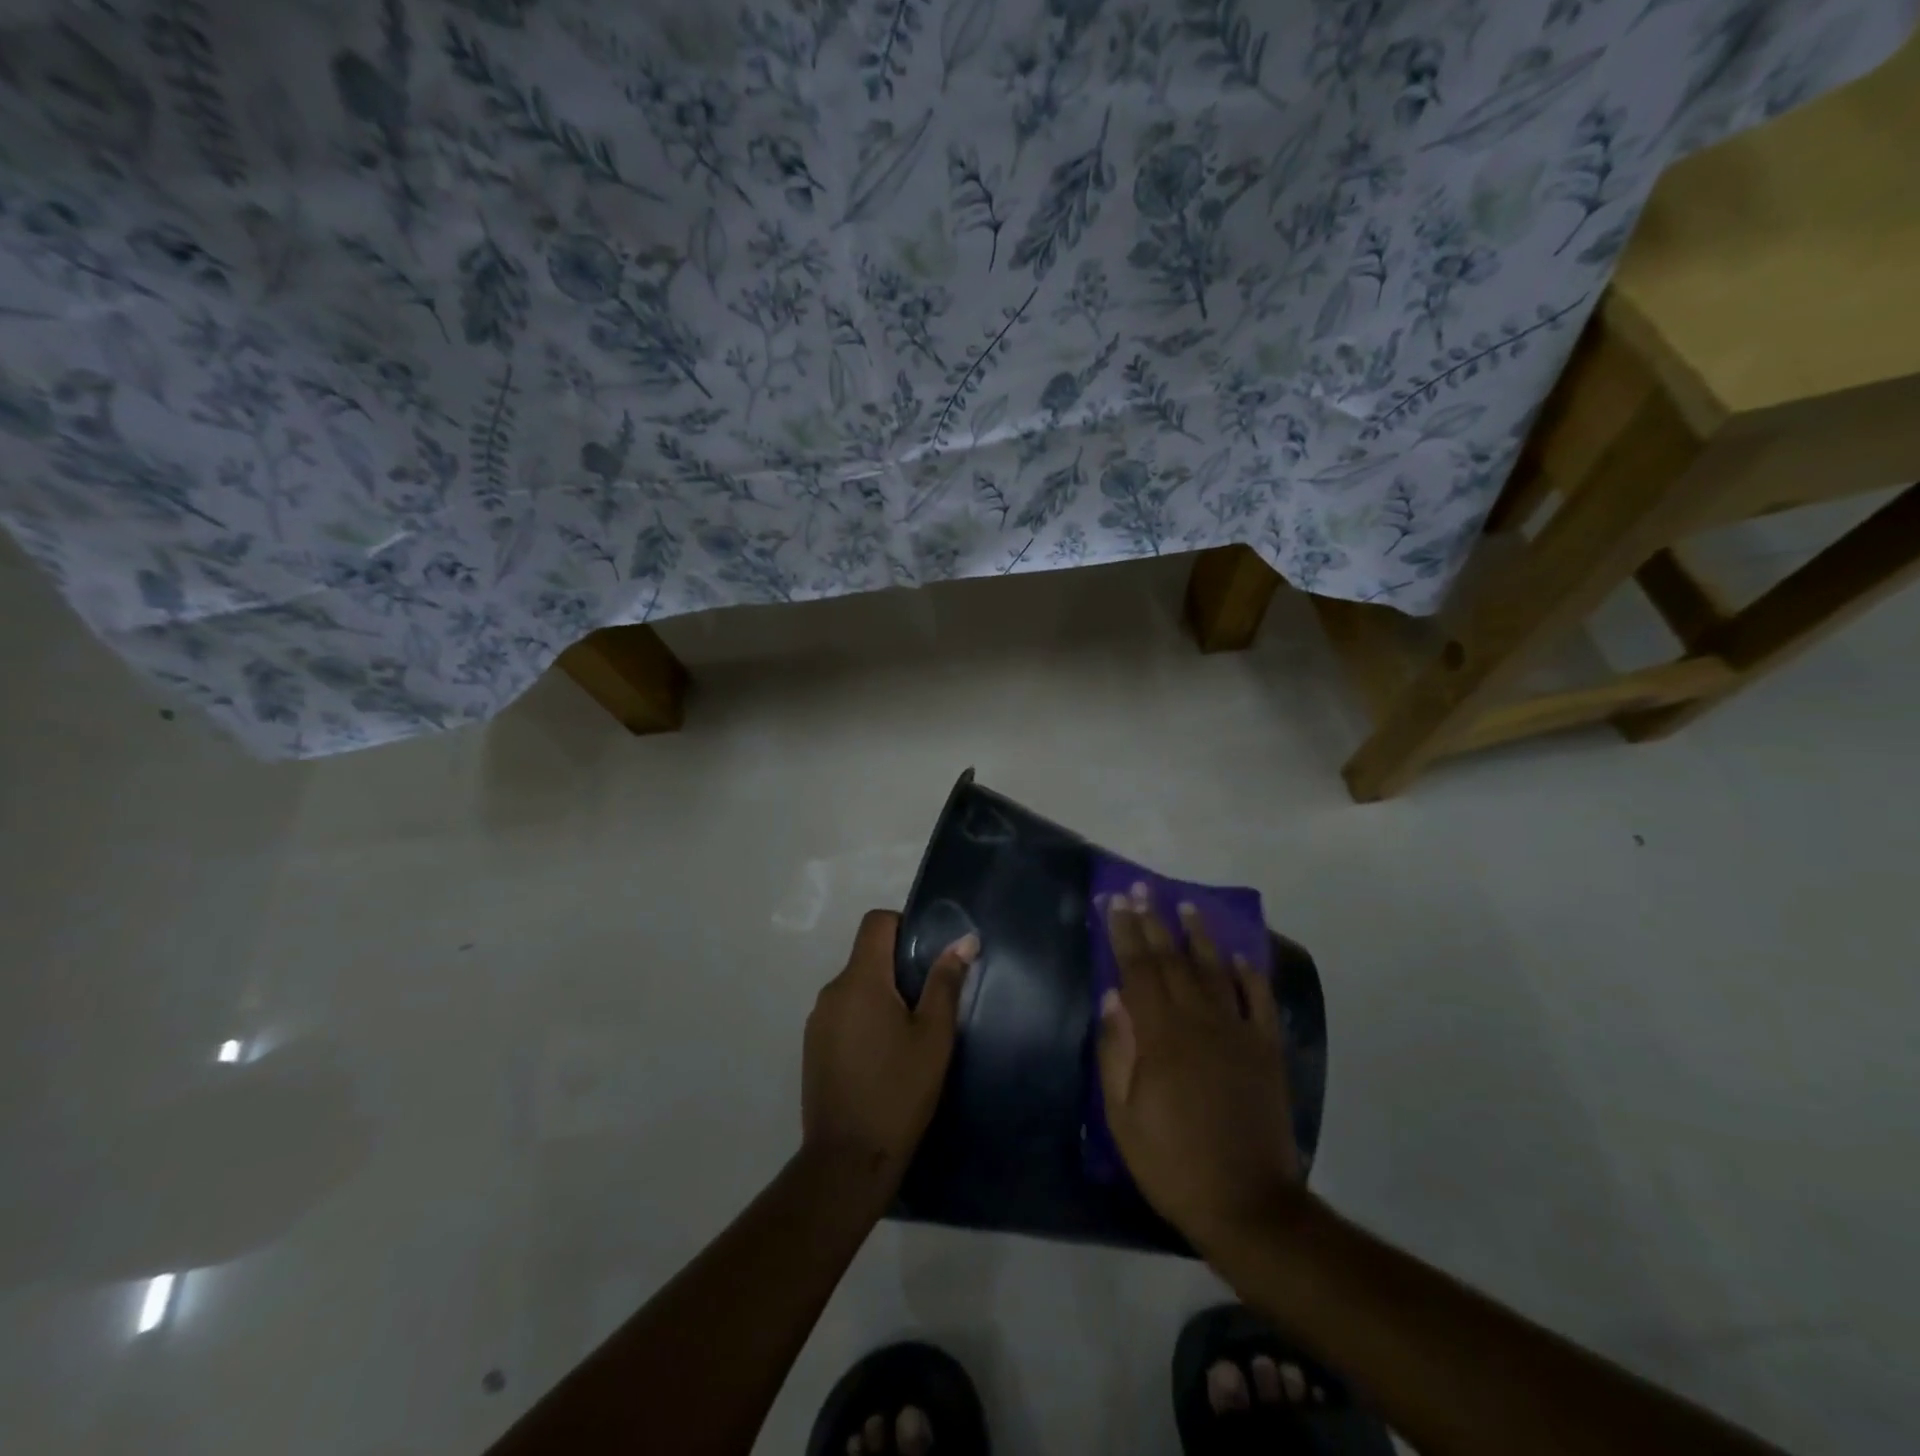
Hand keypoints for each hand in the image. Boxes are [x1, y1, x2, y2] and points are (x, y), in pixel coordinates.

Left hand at [802, 909, 978, 1178]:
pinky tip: (885, 1056)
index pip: (876, 922)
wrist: (848, 1160)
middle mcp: (832, 991)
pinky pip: (843, 1014)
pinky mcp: (812, 1047)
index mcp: (860, 980)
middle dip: (898, 967)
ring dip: (881, 996)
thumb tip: (964, 940)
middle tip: (930, 1000)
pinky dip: (864, 1019)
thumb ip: (946, 982)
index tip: (927, 953)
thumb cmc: (899, 1091)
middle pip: (866, 955)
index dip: (903, 924)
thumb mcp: (934, 1036)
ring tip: (910, 1032)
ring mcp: (817, 1021)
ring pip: (855, 987)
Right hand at [1098, 884, 1301, 1249]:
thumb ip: (1116, 1052)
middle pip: (1173, 960)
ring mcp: (1238, 1034)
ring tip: (1186, 906)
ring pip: (1215, 970)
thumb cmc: (1172, 1162)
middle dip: (1153, 922)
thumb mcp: (1123, 1116)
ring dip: (1198, 935)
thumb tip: (1112, 999)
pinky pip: (1258, 1001)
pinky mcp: (1267, 1051)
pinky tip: (1239, 955)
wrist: (1247, 1205)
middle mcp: (1200, 1023)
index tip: (1115, 903)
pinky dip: (1249, 974)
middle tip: (1141, 890)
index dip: (1125, 933)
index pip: (1138, 970)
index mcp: (1161, 1037)